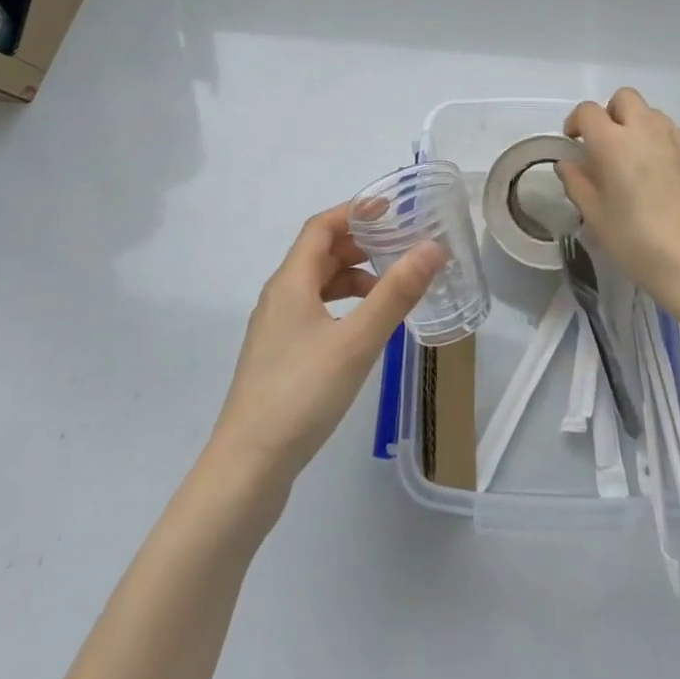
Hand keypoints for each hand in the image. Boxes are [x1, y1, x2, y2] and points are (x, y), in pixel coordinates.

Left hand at [209, 205, 443, 489]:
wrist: (247, 467)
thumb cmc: (302, 394)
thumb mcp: (357, 341)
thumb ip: (396, 293)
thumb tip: (432, 247)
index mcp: (290, 282)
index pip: (321, 227)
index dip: (354, 211)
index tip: (392, 211)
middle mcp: (279, 297)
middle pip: (319, 253)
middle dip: (359, 244)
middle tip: (400, 246)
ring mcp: (275, 329)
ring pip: (317, 285)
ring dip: (352, 276)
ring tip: (390, 288)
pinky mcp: (279, 357)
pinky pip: (314, 311)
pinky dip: (342, 305)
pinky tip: (363, 329)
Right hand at [557, 89, 679, 320]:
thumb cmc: (638, 243)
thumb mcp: (595, 217)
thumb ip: (577, 182)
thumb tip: (569, 163)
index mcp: (614, 142)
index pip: (588, 111)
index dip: (576, 122)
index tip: (575, 142)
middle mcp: (649, 130)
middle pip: (626, 99)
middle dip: (613, 115)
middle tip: (610, 146)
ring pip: (656, 118)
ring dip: (643, 132)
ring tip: (643, 167)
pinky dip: (669, 152)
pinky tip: (672, 185)